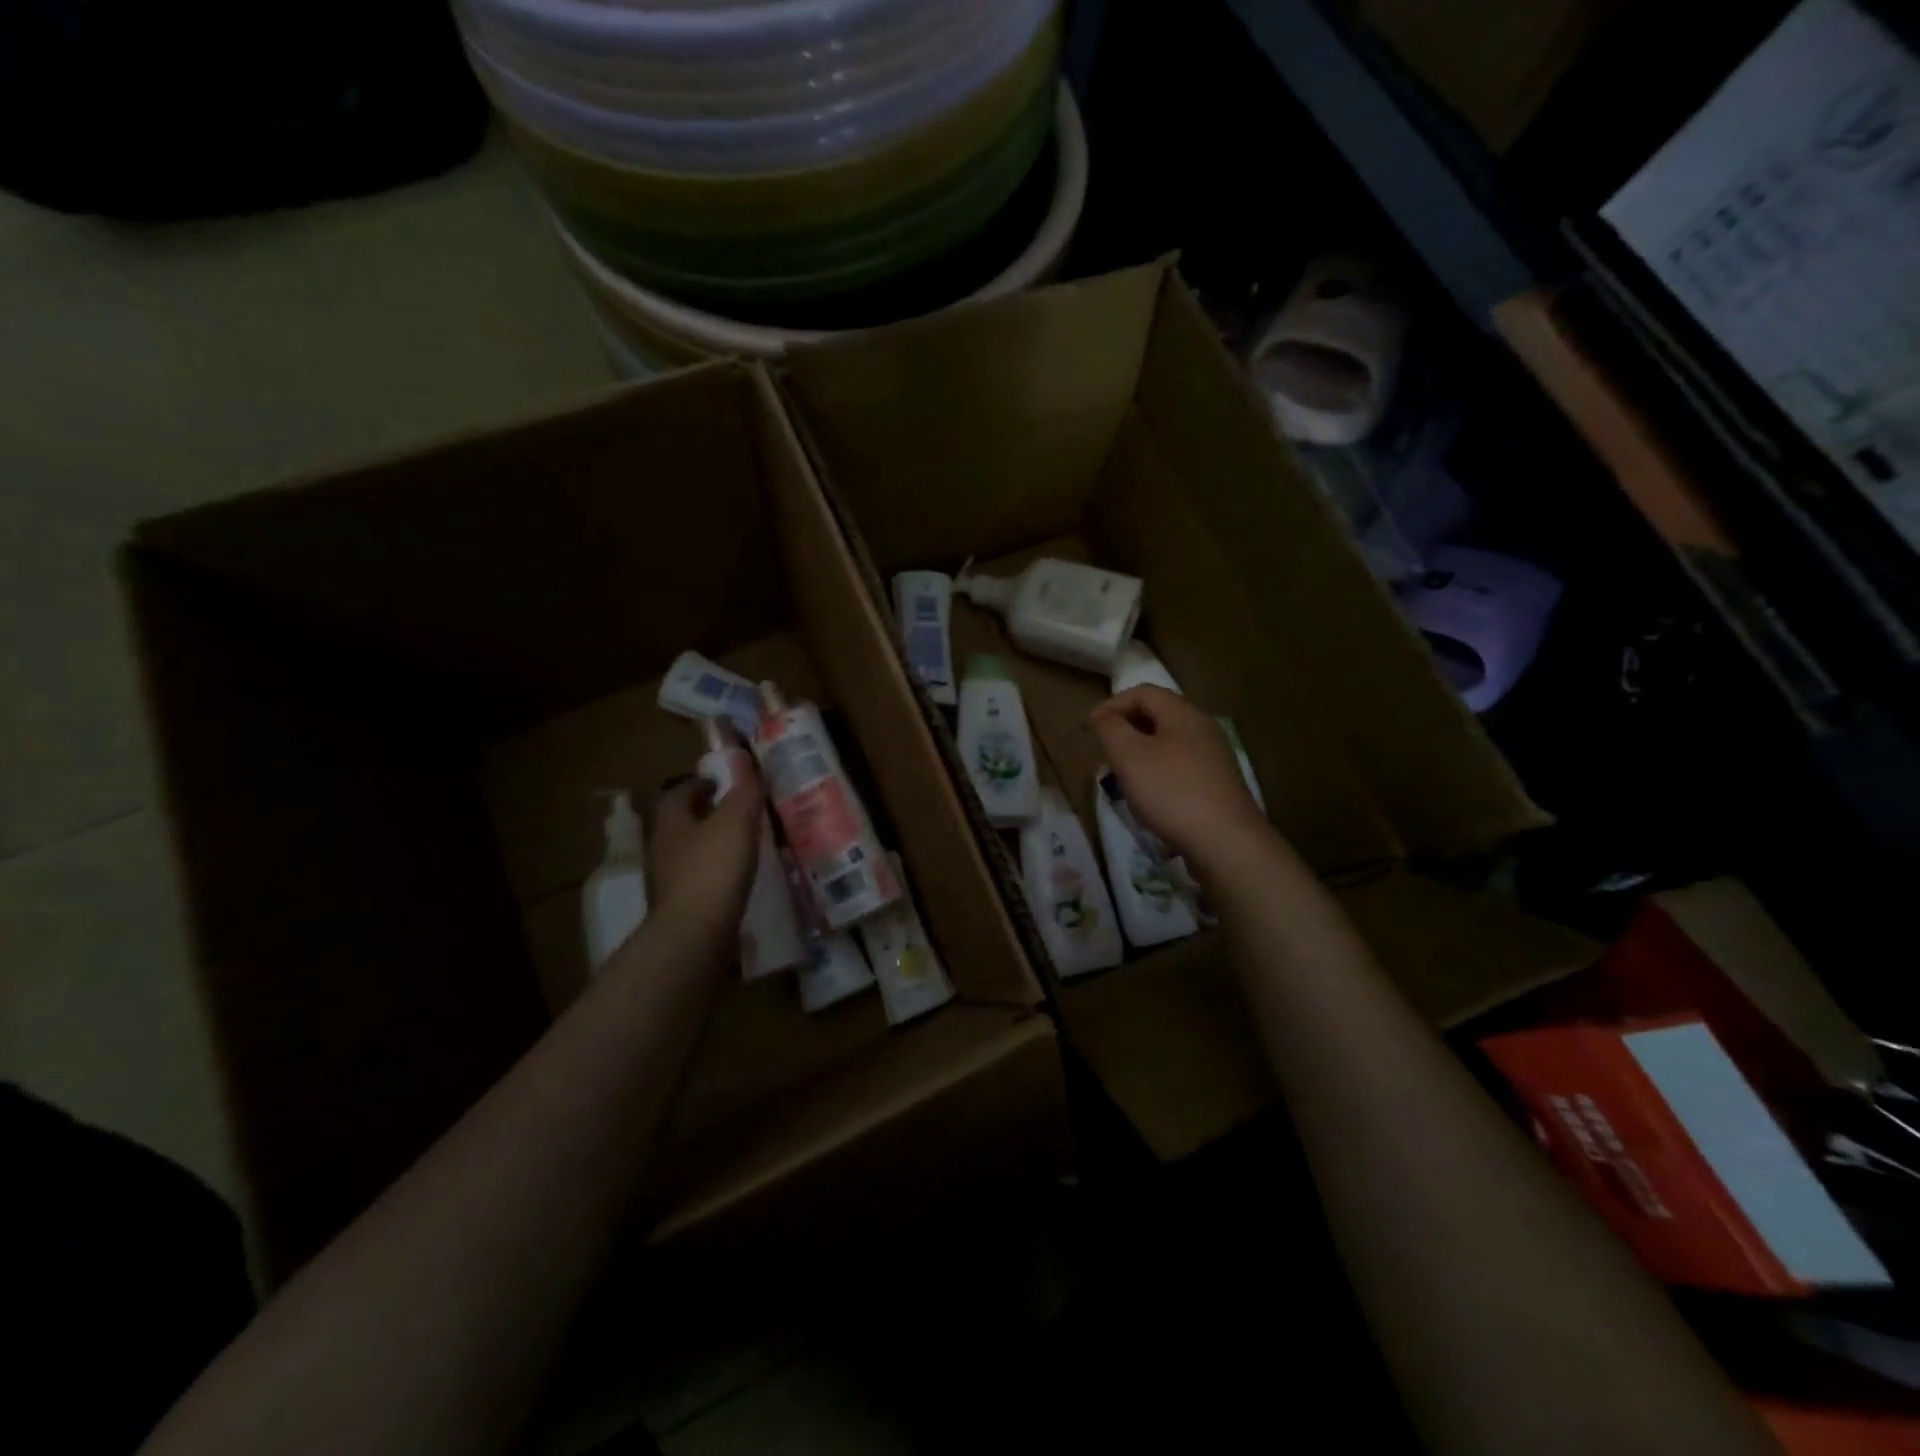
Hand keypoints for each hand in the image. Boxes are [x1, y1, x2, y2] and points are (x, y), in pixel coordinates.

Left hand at [648, 750, 763, 947]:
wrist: (695, 935)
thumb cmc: (713, 868)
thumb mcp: (736, 821)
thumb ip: (745, 794)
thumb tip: (752, 771)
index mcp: (671, 822)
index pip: (677, 793)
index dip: (698, 784)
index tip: (720, 782)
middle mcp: (663, 849)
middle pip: (681, 823)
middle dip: (704, 814)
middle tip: (735, 811)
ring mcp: (669, 882)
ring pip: (690, 853)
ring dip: (711, 845)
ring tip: (741, 844)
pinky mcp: (682, 908)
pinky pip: (700, 880)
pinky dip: (716, 873)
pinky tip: (737, 878)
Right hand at [1089, 686, 1269, 866]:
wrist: (1225, 842)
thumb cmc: (1171, 792)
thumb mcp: (1128, 756)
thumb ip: (1109, 728)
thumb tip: (1100, 714)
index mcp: (1183, 713)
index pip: (1142, 692)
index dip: (1112, 705)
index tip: (1089, 730)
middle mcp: (1203, 728)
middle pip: (1158, 715)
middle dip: (1125, 729)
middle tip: (1104, 753)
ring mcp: (1214, 757)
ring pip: (1168, 743)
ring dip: (1140, 753)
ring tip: (1122, 777)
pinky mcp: (1218, 784)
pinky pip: (1180, 766)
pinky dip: (1158, 772)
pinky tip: (1150, 797)